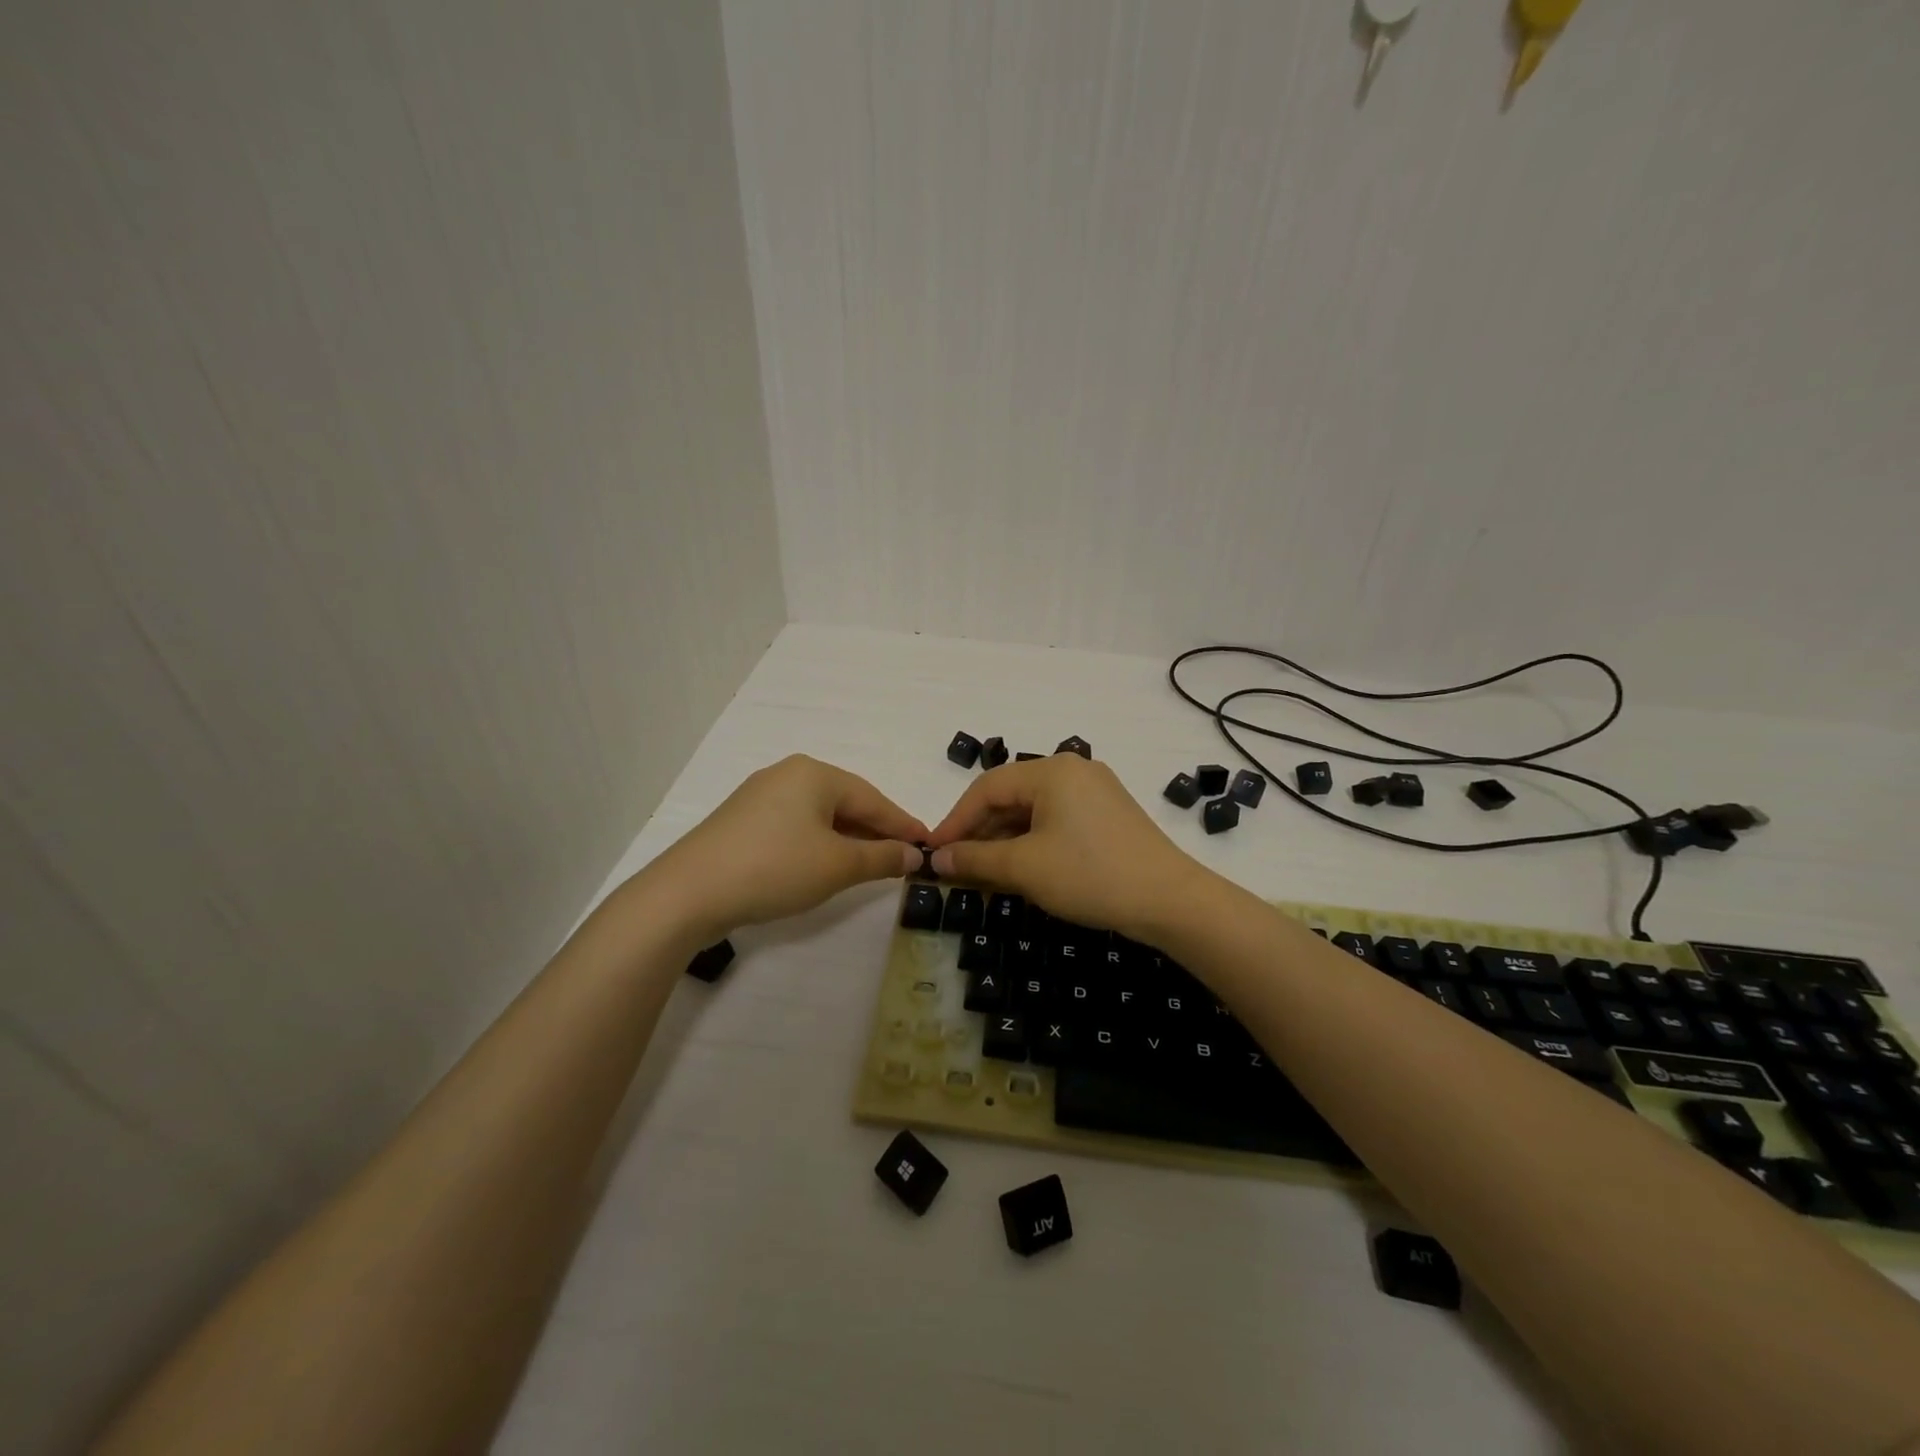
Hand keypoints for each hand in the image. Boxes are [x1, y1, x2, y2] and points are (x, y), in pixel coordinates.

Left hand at [649, 755, 926, 941]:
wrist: (688, 892)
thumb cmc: (774, 868)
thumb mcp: (837, 866)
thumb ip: (881, 858)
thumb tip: (914, 855)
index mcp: (815, 773)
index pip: (873, 799)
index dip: (903, 825)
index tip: (929, 844)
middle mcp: (788, 774)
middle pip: (847, 802)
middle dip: (875, 831)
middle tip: (903, 857)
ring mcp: (761, 795)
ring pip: (820, 815)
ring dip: (848, 839)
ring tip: (870, 864)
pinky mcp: (742, 820)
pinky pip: (796, 825)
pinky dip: (819, 843)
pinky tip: (826, 863)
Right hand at [923, 755, 1206, 939]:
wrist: (1170, 901)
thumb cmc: (1091, 876)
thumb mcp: (1026, 868)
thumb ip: (976, 860)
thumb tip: (936, 860)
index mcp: (1052, 771)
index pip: (986, 788)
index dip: (955, 821)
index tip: (933, 852)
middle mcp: (1073, 770)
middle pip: (1011, 795)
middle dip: (979, 831)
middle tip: (955, 866)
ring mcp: (1095, 791)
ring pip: (1033, 810)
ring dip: (1004, 839)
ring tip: (983, 872)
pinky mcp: (1108, 814)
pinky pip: (1056, 820)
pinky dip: (1032, 841)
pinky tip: (1020, 868)